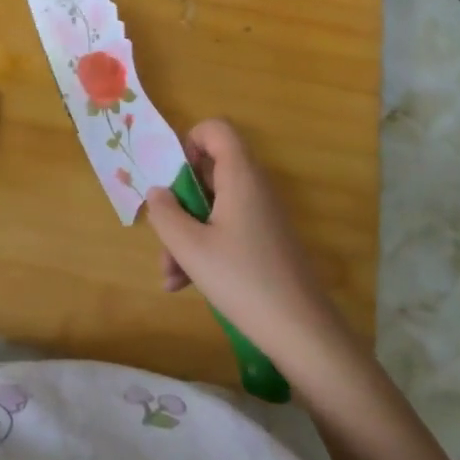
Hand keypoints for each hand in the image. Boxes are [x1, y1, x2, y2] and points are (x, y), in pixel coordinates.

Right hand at [143, 119, 349, 361]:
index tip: (173, 177)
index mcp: (240, 176)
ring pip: (213, 207)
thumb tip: (158, 192)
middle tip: (165, 235)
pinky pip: (227, 229)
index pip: (216, 129)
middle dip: (179, 204)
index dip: (190, 142)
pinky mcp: (265, 240)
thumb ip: (165, 214)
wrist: (300, 330)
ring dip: (186, 234)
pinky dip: (205, 249)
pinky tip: (185, 285)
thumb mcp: (190, 248)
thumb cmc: (242, 279)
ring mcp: (262, 215)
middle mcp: (254, 188)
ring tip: (170, 276)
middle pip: (209, 172)